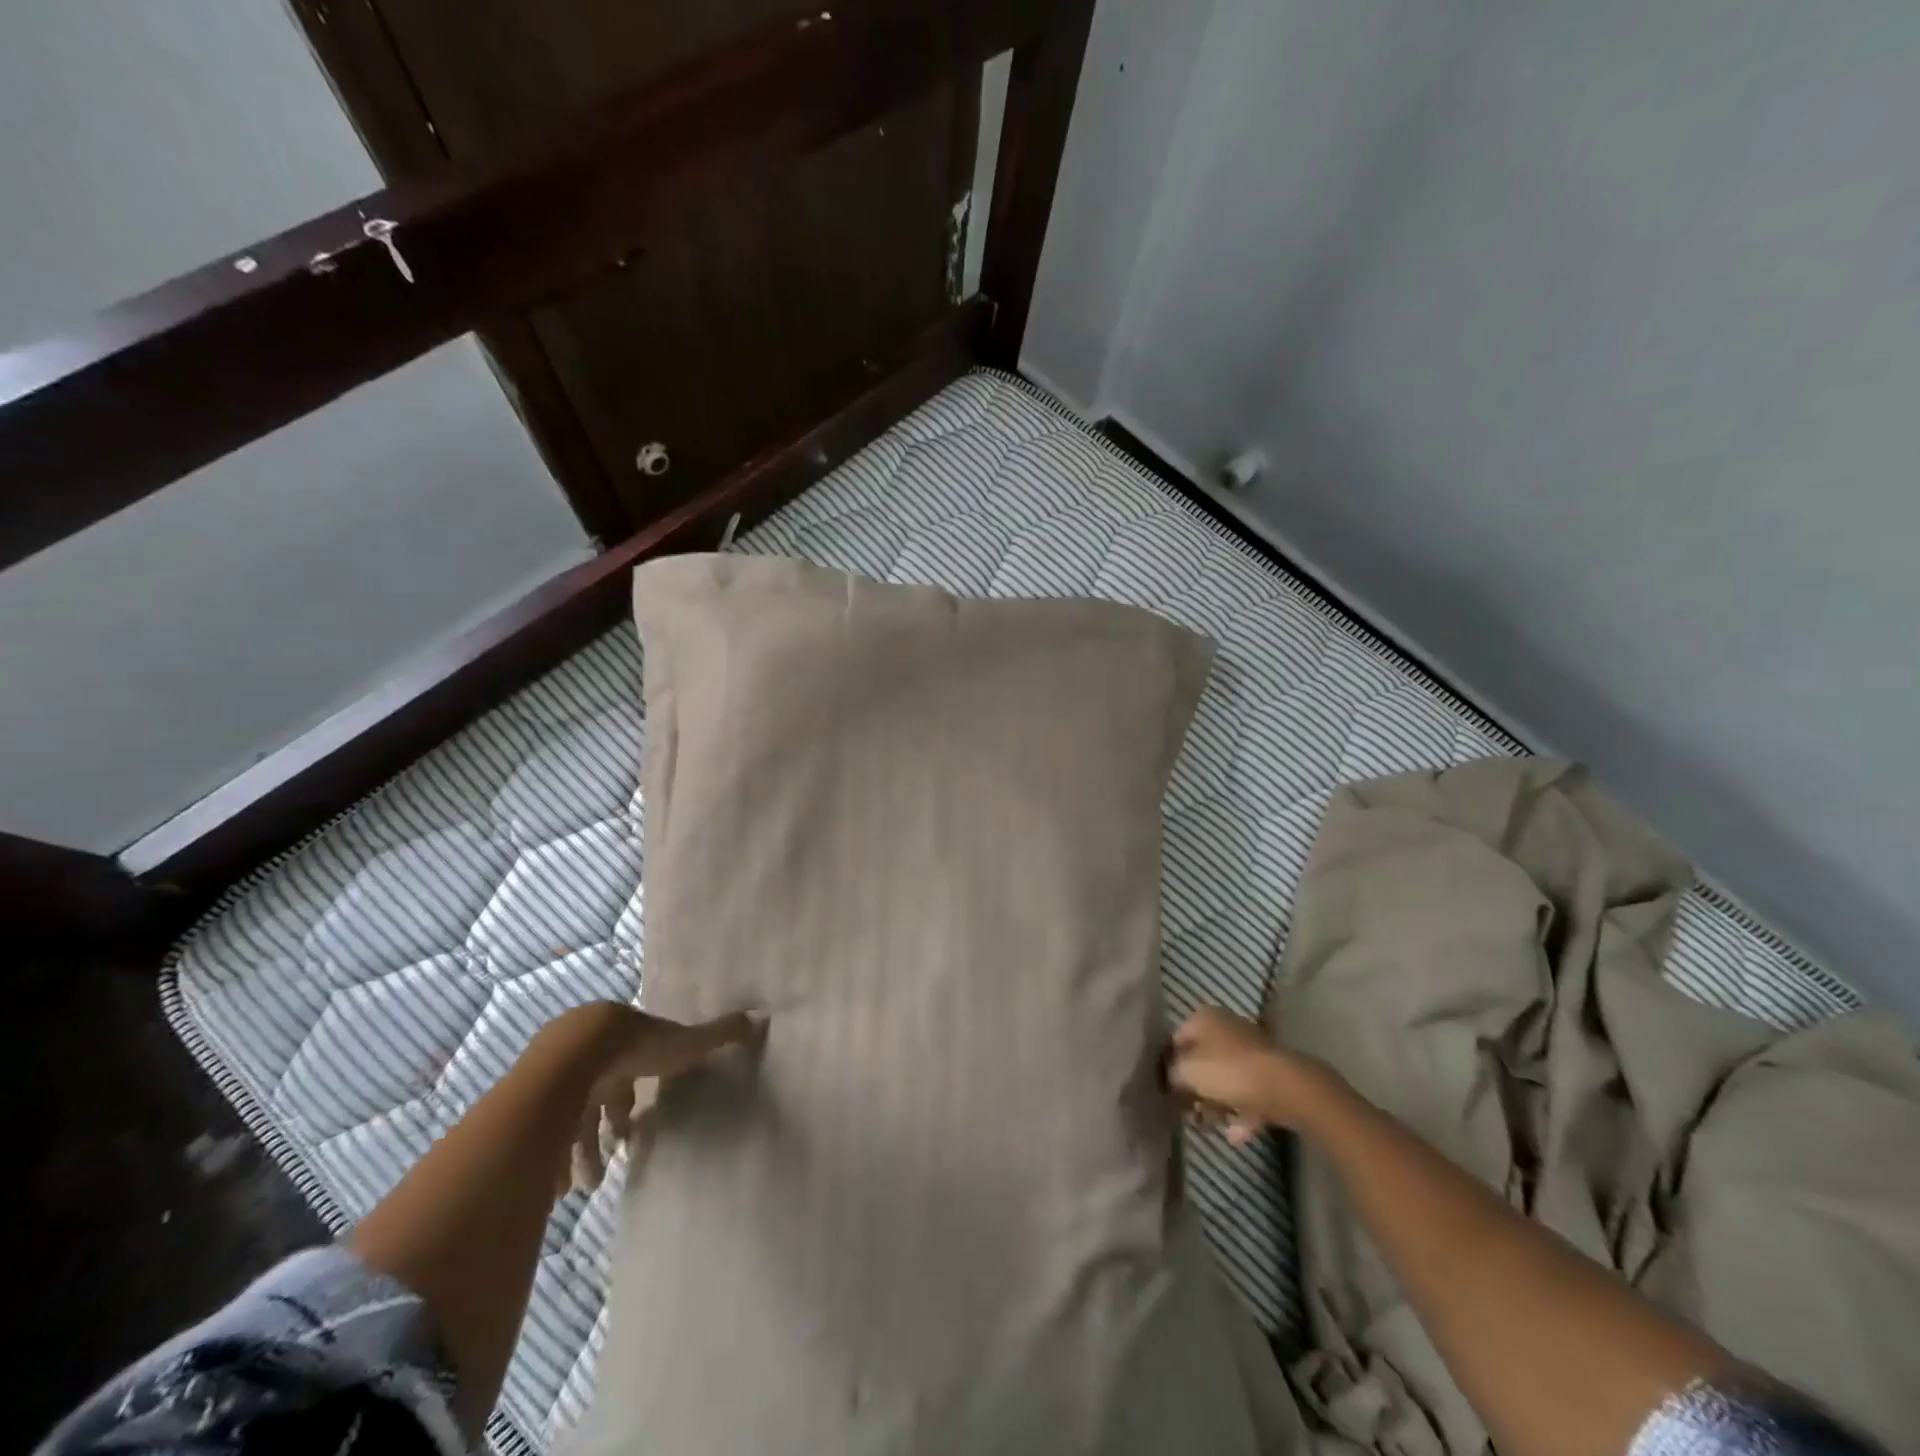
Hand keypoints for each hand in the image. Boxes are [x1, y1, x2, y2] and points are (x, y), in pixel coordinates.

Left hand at [559, 1003, 765, 1188]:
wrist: (576, 1055)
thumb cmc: (635, 1048)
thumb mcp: (683, 1044)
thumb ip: (718, 1035)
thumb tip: (760, 1018)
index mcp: (620, 1041)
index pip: (624, 1076)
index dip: (628, 1105)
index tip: (630, 1135)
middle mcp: (584, 1056)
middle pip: (593, 1101)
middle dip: (601, 1136)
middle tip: (608, 1169)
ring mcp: (552, 1077)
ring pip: (566, 1122)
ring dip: (578, 1156)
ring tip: (586, 1189)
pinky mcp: (529, 1100)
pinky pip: (540, 1137)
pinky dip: (551, 1163)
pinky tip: (559, 1190)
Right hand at [1167, 1006, 1330, 1142]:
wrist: (1286, 1087)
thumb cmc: (1228, 1071)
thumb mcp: (1188, 1072)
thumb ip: (1173, 1076)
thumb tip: (1170, 1081)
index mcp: (1204, 1018)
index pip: (1176, 1039)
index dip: (1168, 1065)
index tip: (1165, 1090)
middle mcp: (1227, 1028)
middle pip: (1202, 1060)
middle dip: (1194, 1089)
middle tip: (1185, 1112)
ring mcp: (1252, 1051)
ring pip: (1226, 1078)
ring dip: (1216, 1104)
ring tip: (1207, 1127)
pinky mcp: (1271, 1074)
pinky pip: (1248, 1094)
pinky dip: (1240, 1113)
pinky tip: (1234, 1136)